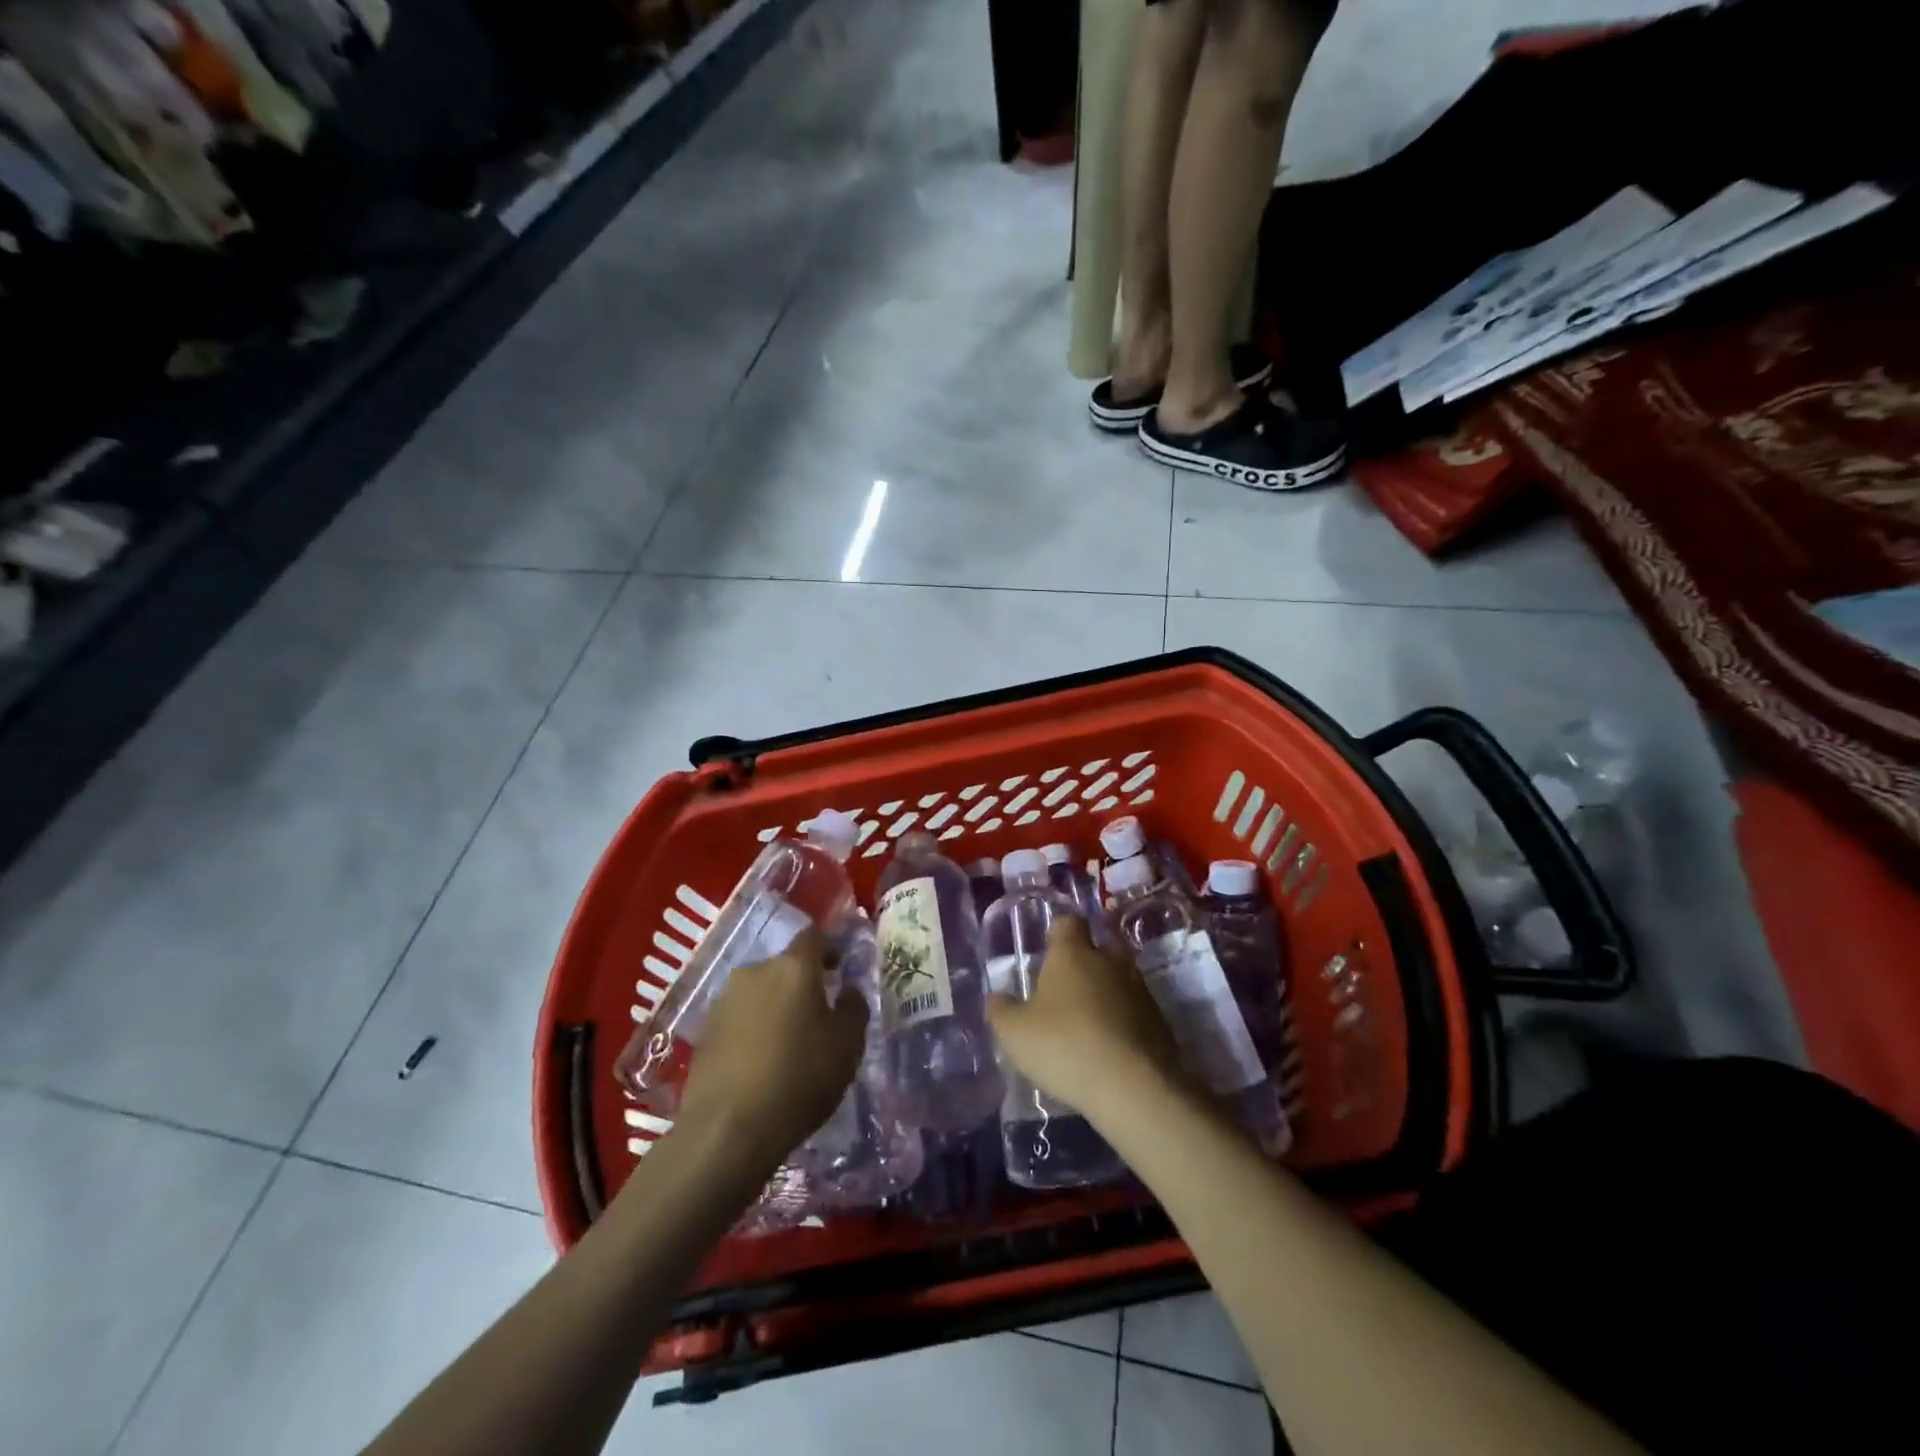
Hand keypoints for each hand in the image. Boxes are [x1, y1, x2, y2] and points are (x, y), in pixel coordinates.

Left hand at [672, 927, 867, 1167]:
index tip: (841, 968)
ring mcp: (725, 999)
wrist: (727, 1130)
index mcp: (794, 967)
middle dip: (803, 983)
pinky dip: (754, 1027)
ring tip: (789, 1040)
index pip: (814, 937)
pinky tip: (762, 1059)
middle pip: (785, 966)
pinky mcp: (705, 1029)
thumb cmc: (799, 1079)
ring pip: (761, 991)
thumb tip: (847, 990)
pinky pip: (740, 1016)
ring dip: (776, 1006)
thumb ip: (853, 1008)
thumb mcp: (847, 1046)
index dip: (830, 948)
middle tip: (818, 1013)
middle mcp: (756, 971)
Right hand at [986, 917, 1182, 1118]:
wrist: (1134, 1087)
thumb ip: (1001, 1010)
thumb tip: (997, 997)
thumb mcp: (1015, 1033)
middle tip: (1064, 989)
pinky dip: (1122, 1021)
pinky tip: (1108, 1047)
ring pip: (1119, 979)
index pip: (1068, 922)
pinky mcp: (1159, 1021)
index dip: (1057, 932)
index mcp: (1073, 953)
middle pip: (1098, 948)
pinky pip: (1135, 1011)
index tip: (1046, 949)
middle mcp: (1110, 961)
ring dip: (1105, 994)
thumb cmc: (1065, 1046)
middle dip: (1084, 962)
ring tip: (1086, 1022)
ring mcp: (1139, 990)